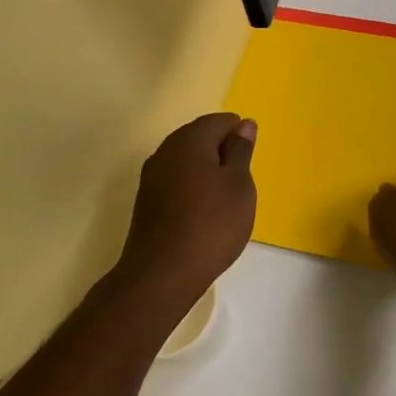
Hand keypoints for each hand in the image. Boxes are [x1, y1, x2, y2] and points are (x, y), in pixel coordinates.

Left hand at [116, 113, 257, 297]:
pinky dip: (192, 188)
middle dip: (222, 153)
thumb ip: (241, 151)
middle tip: (240, 183)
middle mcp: (166, 150)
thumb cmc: (212, 224)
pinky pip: (175, 180)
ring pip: (186, 160)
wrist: (162, 274)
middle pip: (200, 137)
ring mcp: (151, 175)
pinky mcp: (146, 200)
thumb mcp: (239, 185)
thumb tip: (244, 124)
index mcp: (190, 139)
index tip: (249, 164)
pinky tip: (203, 212)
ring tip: (225, 200)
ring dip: (207, 172)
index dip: (240, 137)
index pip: (220, 121)